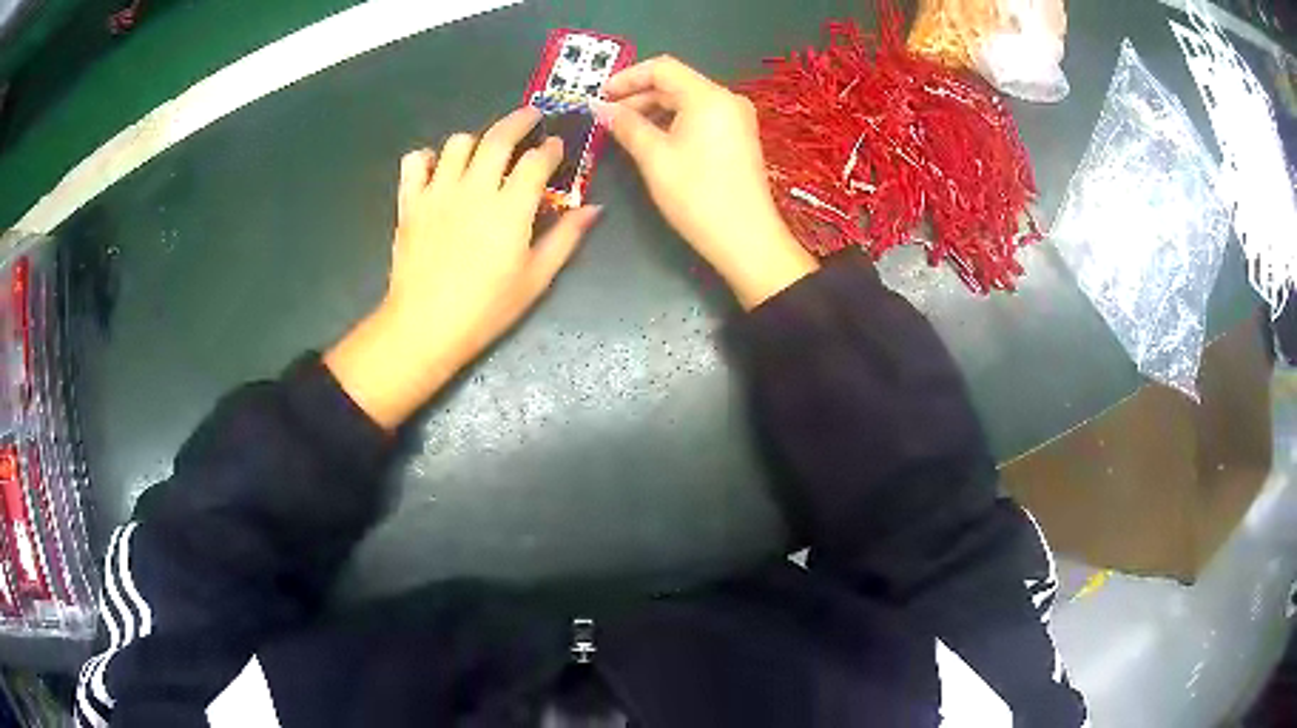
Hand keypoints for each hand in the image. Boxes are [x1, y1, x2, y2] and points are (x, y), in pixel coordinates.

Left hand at [326, 108, 600, 429]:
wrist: (425, 327)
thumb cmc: (486, 308)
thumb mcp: (536, 278)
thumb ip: (566, 238)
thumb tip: (593, 208)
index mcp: (510, 208)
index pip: (537, 160)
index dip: (551, 148)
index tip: (556, 147)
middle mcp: (474, 188)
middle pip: (498, 137)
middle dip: (520, 120)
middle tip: (531, 117)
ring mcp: (438, 192)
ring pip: (457, 143)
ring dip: (476, 140)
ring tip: (484, 151)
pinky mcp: (410, 202)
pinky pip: (415, 161)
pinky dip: (428, 158)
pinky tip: (438, 169)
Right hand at [601, 56, 817, 308]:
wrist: (746, 239)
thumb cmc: (697, 196)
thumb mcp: (654, 157)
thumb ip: (626, 125)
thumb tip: (599, 107)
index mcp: (708, 96)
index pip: (662, 68)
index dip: (627, 77)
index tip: (600, 96)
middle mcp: (727, 99)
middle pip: (675, 83)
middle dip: (638, 95)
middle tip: (606, 116)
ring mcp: (736, 118)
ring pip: (686, 101)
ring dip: (653, 109)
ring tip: (623, 130)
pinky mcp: (738, 137)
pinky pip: (700, 117)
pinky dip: (673, 122)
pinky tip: (652, 139)